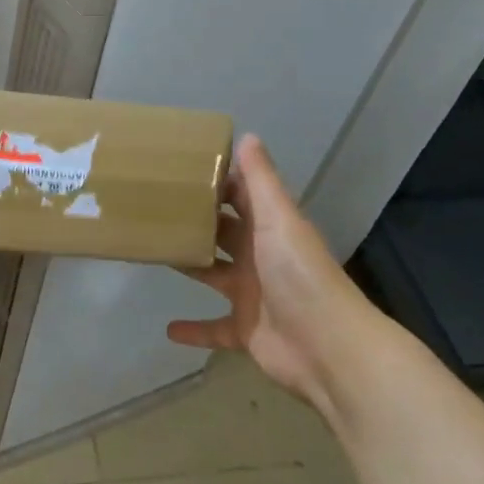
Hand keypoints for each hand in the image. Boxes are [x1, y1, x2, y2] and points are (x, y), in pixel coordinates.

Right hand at [166, 134, 376, 419]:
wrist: (330, 348)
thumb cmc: (300, 274)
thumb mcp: (279, 219)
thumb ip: (260, 181)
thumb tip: (248, 135)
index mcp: (269, 228)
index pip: (240, 196)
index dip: (215, 183)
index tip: (178, 169)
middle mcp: (259, 257)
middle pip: (223, 233)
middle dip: (196, 221)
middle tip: (154, 206)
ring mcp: (251, 295)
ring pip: (213, 274)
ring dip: (189, 265)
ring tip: (153, 250)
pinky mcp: (244, 330)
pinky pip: (213, 327)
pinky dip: (193, 329)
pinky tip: (166, 328)